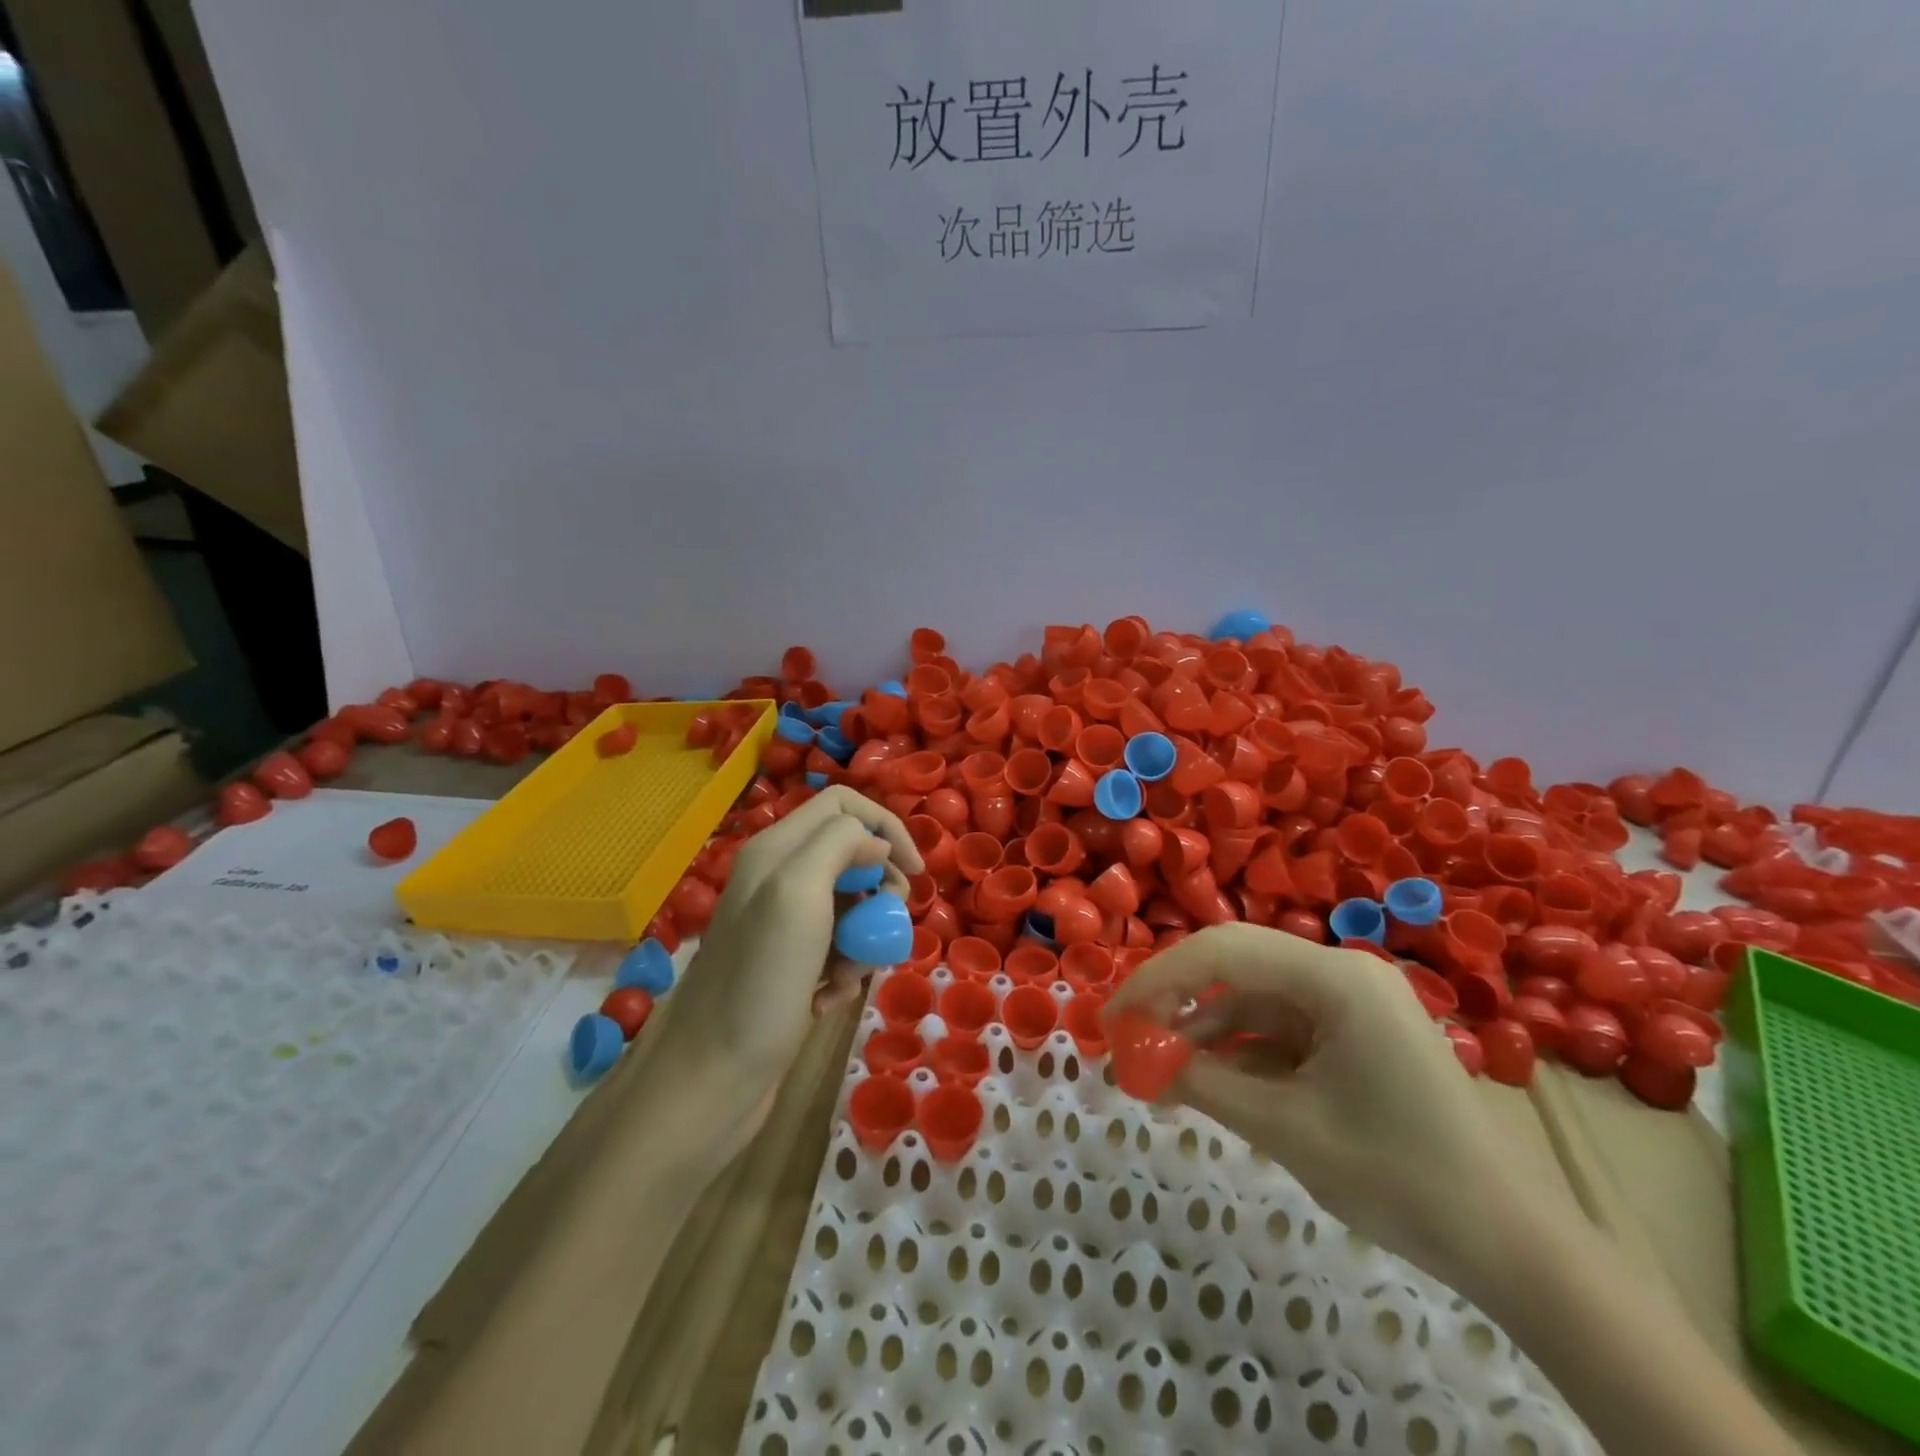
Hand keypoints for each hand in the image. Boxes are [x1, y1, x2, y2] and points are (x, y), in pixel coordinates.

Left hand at [663, 786, 923, 1135]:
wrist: (711, 1079)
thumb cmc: (759, 982)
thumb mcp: (798, 893)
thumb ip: (838, 845)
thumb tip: (878, 844)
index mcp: (776, 849)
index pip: (843, 805)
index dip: (886, 828)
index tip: (914, 872)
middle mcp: (778, 878)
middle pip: (854, 857)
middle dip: (880, 891)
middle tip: (884, 927)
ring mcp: (783, 924)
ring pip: (852, 907)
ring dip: (864, 940)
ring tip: (846, 978)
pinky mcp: (790, 965)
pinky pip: (839, 949)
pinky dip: (845, 971)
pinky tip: (827, 1000)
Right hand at [1105, 923, 1519, 1281]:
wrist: (1513, 1247)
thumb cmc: (1400, 1178)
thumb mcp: (1286, 1128)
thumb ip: (1204, 1084)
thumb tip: (1137, 1059)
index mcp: (1336, 978)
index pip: (1224, 953)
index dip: (1159, 980)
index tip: (1115, 1019)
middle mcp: (1341, 973)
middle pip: (1236, 968)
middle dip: (1176, 1003)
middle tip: (1127, 1040)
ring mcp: (1350, 1004)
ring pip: (1253, 1002)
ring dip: (1203, 1035)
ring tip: (1154, 1074)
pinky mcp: (1353, 1035)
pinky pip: (1279, 1031)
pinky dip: (1238, 1054)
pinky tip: (1202, 1083)